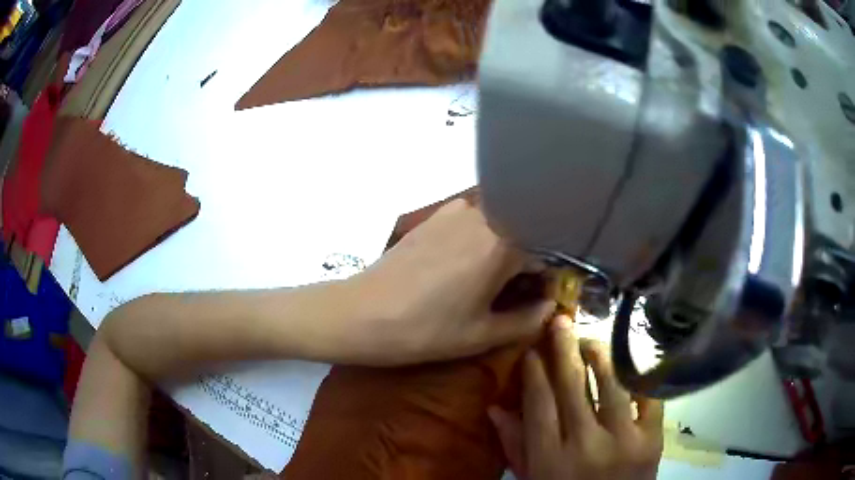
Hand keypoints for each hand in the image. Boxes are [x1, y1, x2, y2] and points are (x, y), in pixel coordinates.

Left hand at [349, 199, 554, 364]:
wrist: (361, 313)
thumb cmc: (425, 330)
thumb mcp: (482, 335)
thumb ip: (527, 320)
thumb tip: (549, 307)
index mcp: (503, 243)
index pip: (547, 252)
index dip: (549, 277)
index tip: (541, 297)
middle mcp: (485, 215)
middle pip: (524, 233)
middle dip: (528, 262)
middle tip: (515, 293)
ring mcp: (456, 210)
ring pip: (499, 225)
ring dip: (505, 249)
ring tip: (488, 282)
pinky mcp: (435, 215)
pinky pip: (474, 222)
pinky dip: (481, 240)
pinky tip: (462, 268)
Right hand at [489, 316, 663, 479]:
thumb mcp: (533, 479)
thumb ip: (514, 446)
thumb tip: (494, 407)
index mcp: (550, 458)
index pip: (538, 403)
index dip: (534, 371)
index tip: (531, 349)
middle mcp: (585, 444)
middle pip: (572, 387)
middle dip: (563, 349)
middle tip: (560, 321)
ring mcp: (624, 440)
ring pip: (611, 385)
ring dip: (599, 355)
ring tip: (591, 338)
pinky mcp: (653, 438)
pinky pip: (648, 397)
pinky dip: (638, 375)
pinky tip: (629, 361)